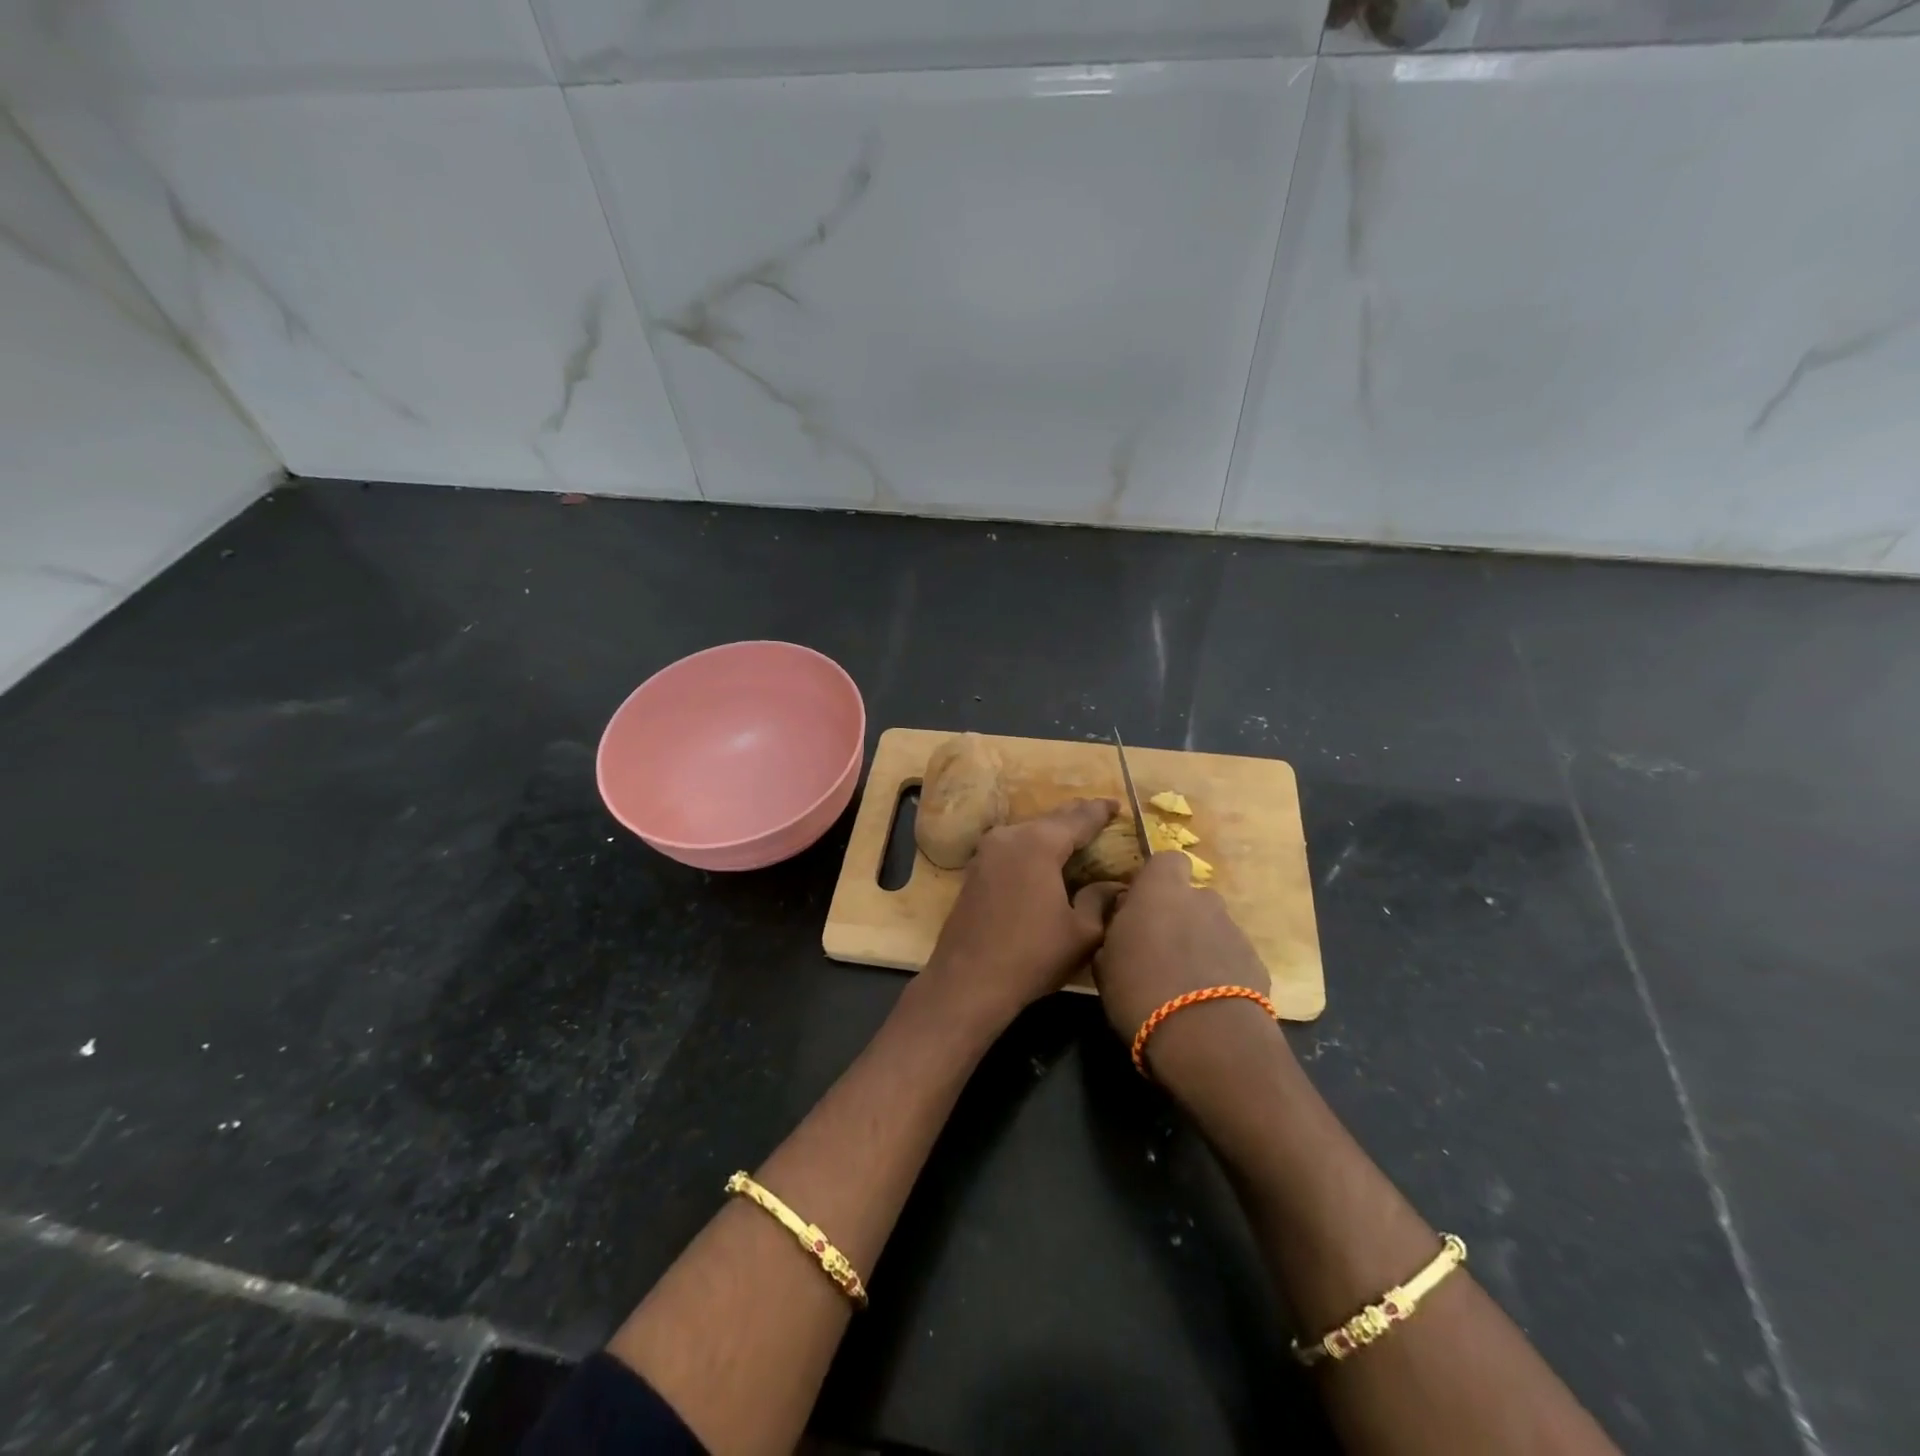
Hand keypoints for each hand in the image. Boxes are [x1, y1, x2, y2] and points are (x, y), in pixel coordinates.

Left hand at [921, 798, 1122, 1032]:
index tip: (1117, 806)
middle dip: (1076, 817)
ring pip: (1028, 832)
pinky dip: (1032, 848)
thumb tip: (1114, 885)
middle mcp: (1010, 836)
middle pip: (1051, 820)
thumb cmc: (1032, 955)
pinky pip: (1012, 847)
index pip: (1078, 818)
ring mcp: (987, 851)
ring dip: (1052, 833)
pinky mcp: (975, 870)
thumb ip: (1100, 900)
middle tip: (1099, 815)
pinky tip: (1043, 859)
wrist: (968, 980)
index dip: (1100, 812)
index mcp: (1039, 843)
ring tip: (1075, 836)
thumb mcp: (1081, 932)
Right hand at [1092, 850, 1271, 1053]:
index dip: (1156, 879)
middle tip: (1158, 950)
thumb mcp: (1105, 961)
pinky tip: (1205, 1002)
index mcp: (1161, 890)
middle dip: (1178, 916)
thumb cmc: (1140, 990)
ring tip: (1182, 983)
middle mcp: (1202, 900)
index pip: (1167, 860)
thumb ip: (1116, 931)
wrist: (1208, 1039)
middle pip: (1191, 897)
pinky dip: (1219, 971)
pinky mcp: (1256, 963)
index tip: (1140, 905)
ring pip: (1211, 928)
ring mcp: (1234, 930)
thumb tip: (1123, 923)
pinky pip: (1230, 957)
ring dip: (1199, 945)